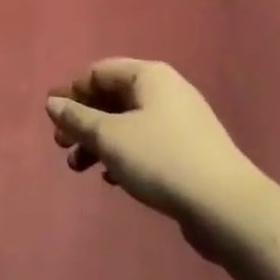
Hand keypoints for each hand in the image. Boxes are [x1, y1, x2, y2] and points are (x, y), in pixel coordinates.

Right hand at [46, 59, 260, 230]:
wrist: (227, 208)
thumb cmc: (161, 160)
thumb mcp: (110, 137)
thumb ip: (77, 118)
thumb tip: (53, 102)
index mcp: (149, 76)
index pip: (99, 71)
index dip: (71, 92)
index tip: (52, 119)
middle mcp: (166, 91)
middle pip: (112, 97)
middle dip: (83, 120)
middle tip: (61, 145)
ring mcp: (180, 122)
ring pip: (127, 123)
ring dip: (98, 142)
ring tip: (79, 168)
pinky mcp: (188, 152)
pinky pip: (145, 143)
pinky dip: (122, 155)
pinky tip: (111, 179)